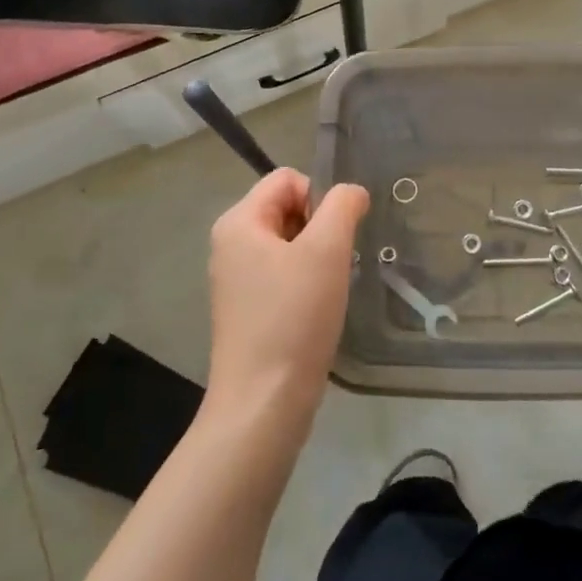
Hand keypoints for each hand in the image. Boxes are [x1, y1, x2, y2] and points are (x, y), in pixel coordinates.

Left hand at [206, 169, 368, 433]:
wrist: (264, 401)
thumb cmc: (294, 317)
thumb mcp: (326, 250)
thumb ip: (342, 206)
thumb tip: (352, 192)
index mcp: (238, 222)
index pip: (287, 178)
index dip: (320, 198)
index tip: (335, 237)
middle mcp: (230, 244)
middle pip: (287, 208)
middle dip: (319, 228)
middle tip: (334, 264)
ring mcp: (236, 279)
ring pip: (289, 243)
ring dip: (316, 257)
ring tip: (327, 289)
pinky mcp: (247, 309)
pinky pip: (283, 274)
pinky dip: (306, 283)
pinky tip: (317, 310)